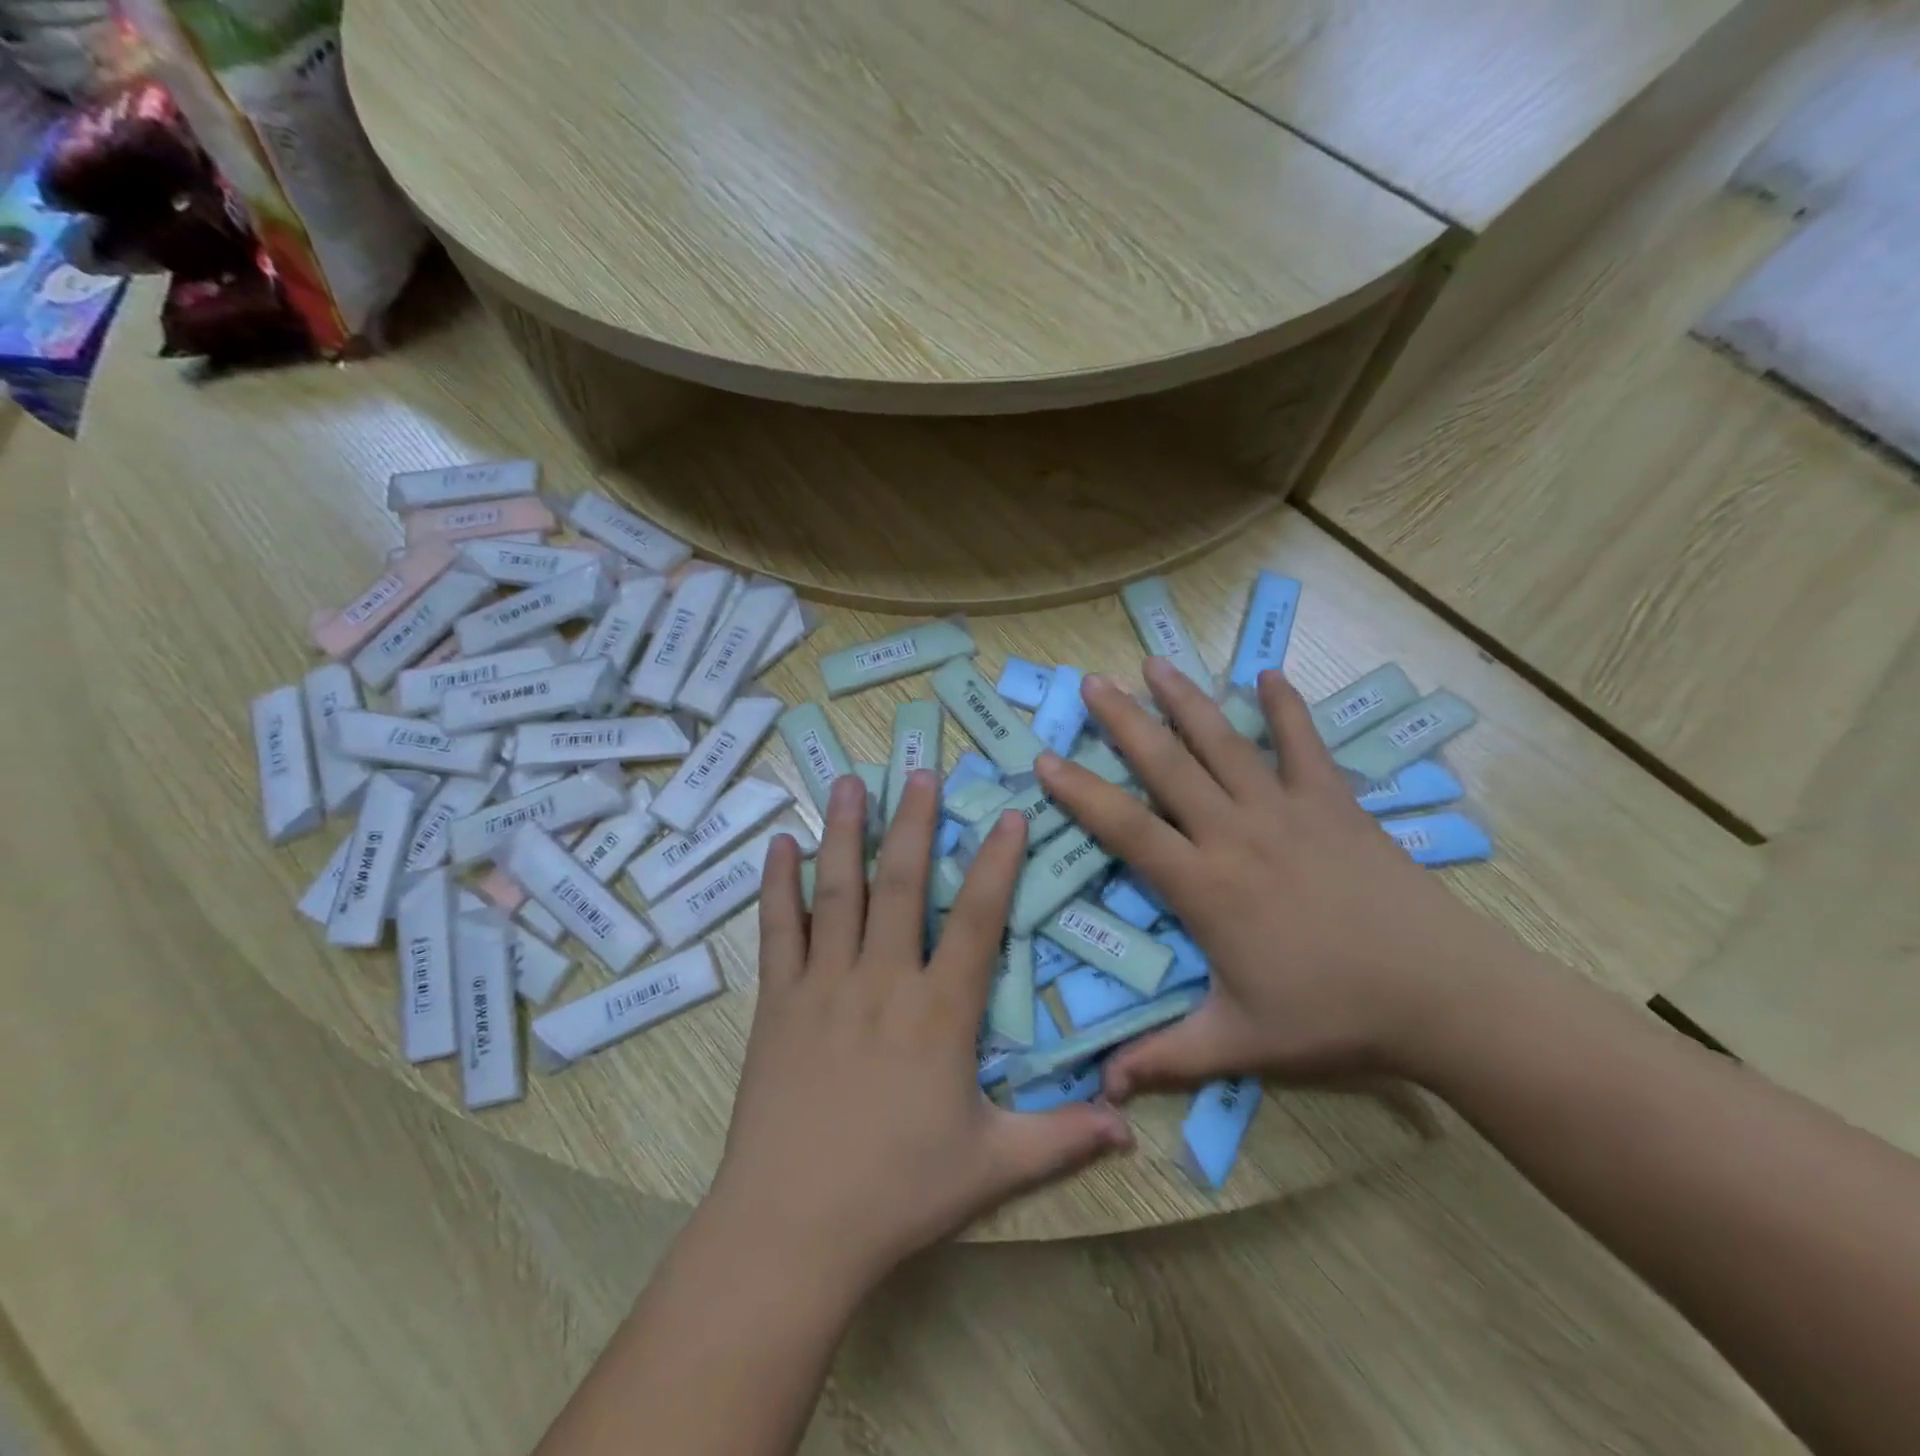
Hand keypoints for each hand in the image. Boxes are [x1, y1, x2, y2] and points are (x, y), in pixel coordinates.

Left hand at [708, 770, 1131, 1298]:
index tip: (1007, 815)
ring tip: (850, 782)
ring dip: (845, 832)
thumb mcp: (991, 1167)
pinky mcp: (777, 1002)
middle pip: (903, 884)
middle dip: (915, 823)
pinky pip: (778, 929)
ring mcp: (824, 985)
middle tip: (921, 771)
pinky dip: (777, 884)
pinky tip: (779, 845)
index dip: (997, 863)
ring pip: (838, 891)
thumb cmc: (897, 1193)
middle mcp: (883, 981)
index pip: (977, 921)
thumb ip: (1061, 1138)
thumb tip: (1129, 1125)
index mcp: (939, 1013)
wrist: (792, 1228)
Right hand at [1035, 658, 1521, 1096]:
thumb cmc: (1332, 1016)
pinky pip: (1304, 745)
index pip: (1125, 827)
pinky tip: (1268, 674)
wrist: (1442, 996)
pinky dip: (1285, 708)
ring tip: (1154, 664)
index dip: (1080, 792)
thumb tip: (1102, 1092)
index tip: (1044, 759)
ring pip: (1224, 744)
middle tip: (1091, 682)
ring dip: (1186, 701)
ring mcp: (1286, 810)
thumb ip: (1165, 1059)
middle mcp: (1235, 833)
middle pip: (1168, 765)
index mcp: (1205, 885)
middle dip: (1124, 721)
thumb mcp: (1239, 1043)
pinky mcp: (1334, 803)